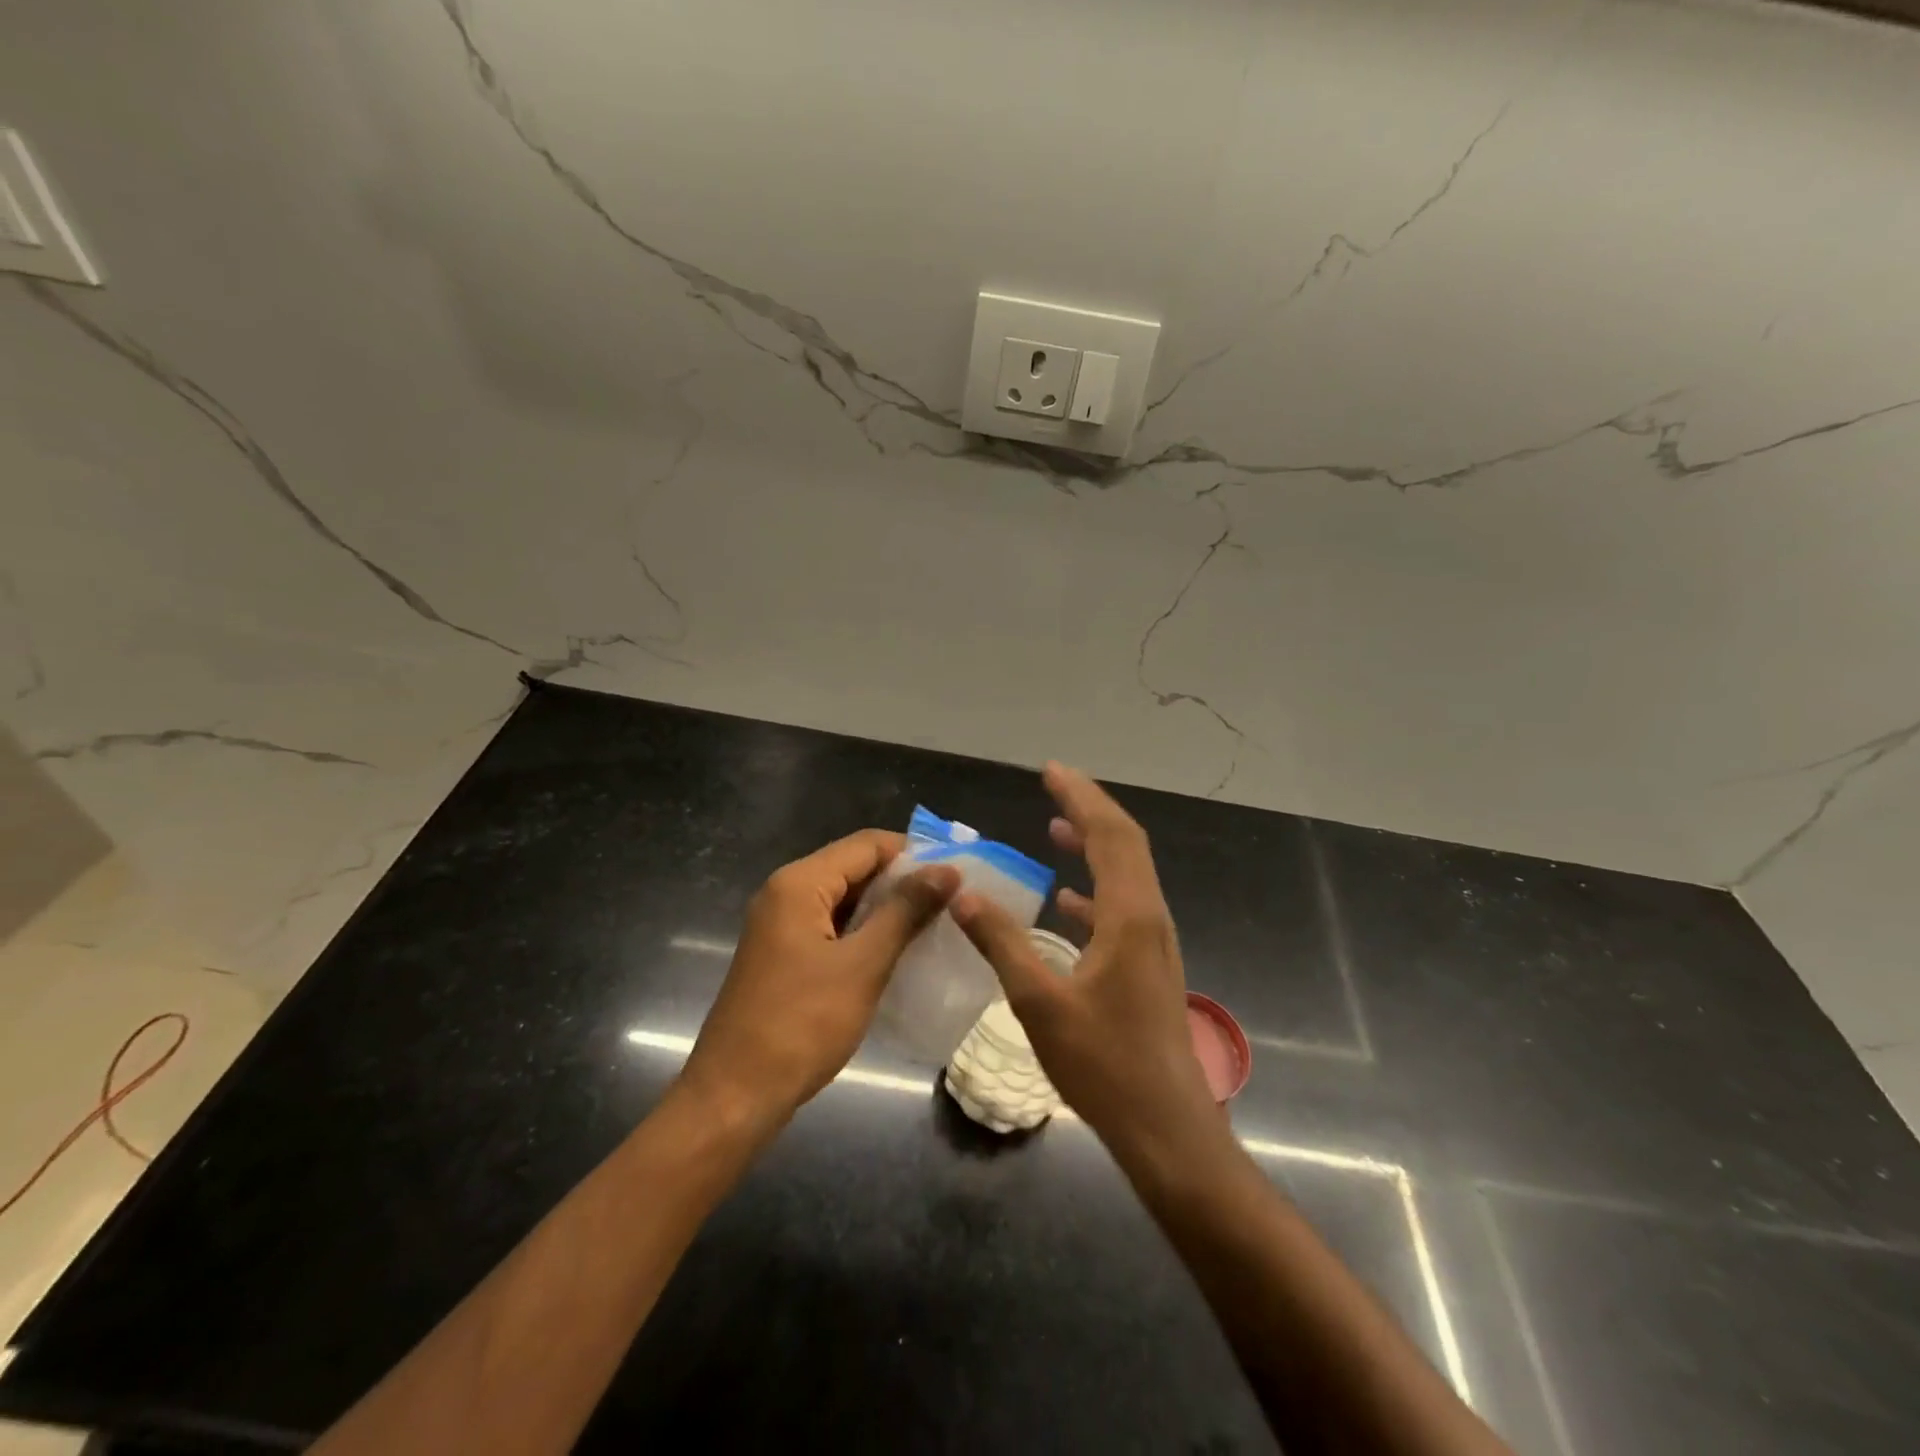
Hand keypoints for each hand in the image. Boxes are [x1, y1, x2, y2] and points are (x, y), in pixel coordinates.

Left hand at [680, 830, 959, 1128]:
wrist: (735, 1096)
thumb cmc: (801, 1025)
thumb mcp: (863, 964)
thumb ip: (905, 911)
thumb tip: (948, 870)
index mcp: (799, 883)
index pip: (867, 844)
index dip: (914, 854)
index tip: (958, 875)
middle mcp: (786, 892)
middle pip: (855, 867)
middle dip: (903, 882)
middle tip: (953, 903)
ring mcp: (781, 925)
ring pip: (845, 899)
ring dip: (887, 909)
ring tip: (936, 926)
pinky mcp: (784, 954)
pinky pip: (833, 927)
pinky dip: (865, 932)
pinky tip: (899, 952)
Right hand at [951, 764, 1218, 1163]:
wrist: (1165, 1126)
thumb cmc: (1103, 1065)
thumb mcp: (1040, 1002)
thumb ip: (1002, 943)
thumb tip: (963, 894)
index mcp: (1130, 916)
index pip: (1110, 836)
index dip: (1081, 798)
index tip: (1051, 771)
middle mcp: (1149, 917)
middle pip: (1125, 844)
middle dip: (1090, 809)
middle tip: (1053, 784)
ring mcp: (1154, 942)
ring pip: (1127, 873)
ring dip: (1094, 844)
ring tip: (1057, 826)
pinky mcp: (1149, 964)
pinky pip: (1123, 906)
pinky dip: (1095, 888)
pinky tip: (1066, 899)